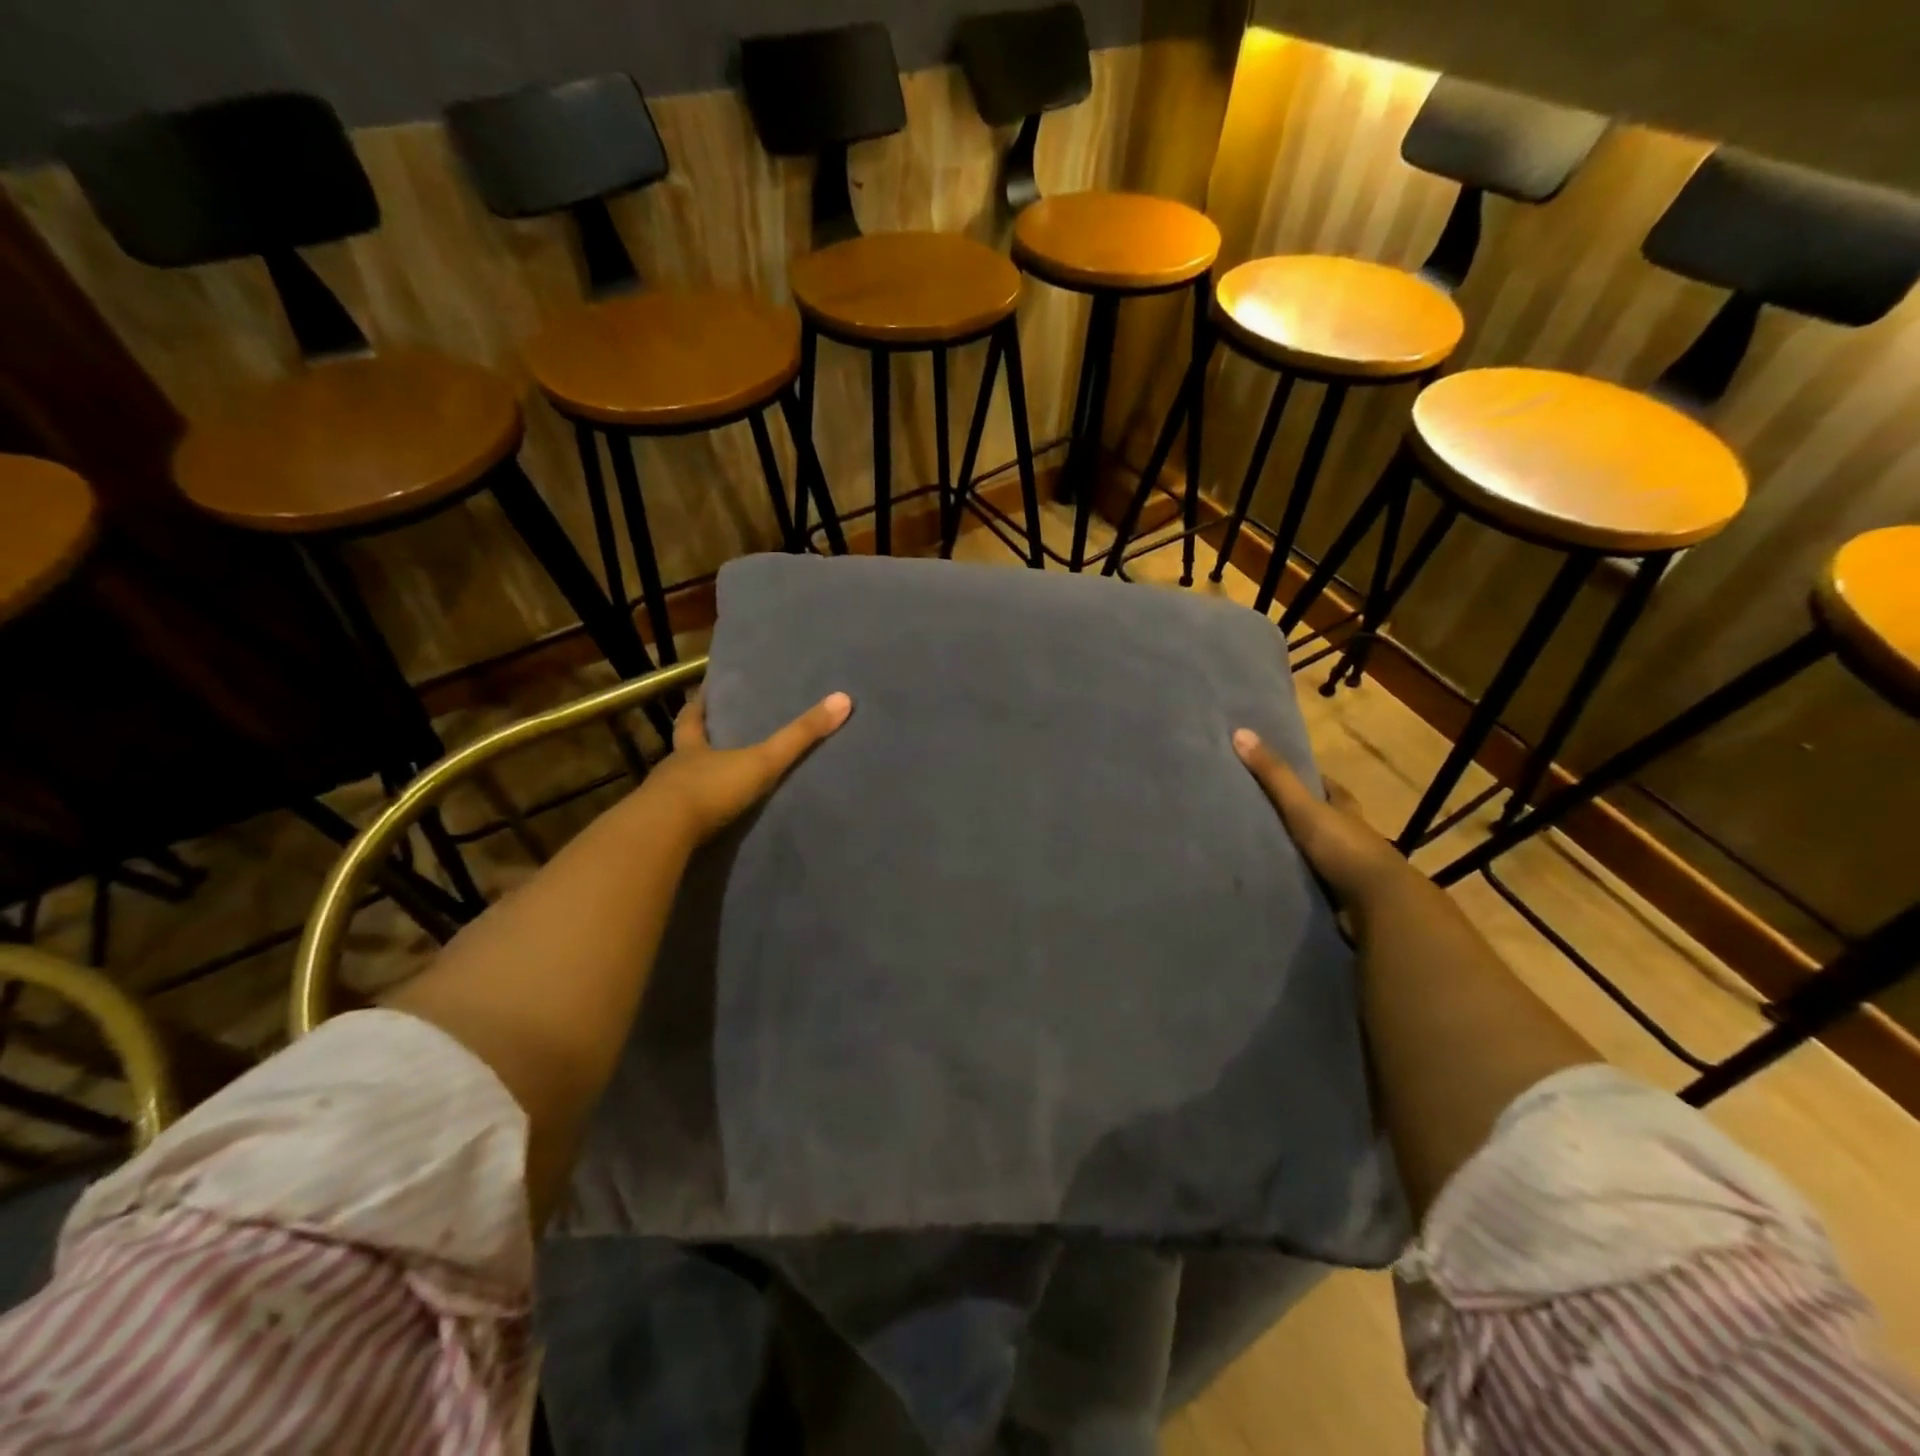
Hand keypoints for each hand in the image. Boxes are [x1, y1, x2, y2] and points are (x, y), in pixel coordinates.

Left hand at [645, 690, 852, 844]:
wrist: (662, 834)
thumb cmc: (711, 789)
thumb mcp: (762, 761)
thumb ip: (799, 737)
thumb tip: (843, 699)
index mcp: (691, 749)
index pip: (691, 720)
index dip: (697, 706)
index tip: (700, 694)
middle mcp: (673, 770)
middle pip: (681, 751)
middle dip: (694, 745)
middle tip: (708, 739)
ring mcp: (661, 803)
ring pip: (674, 786)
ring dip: (690, 784)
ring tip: (708, 786)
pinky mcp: (659, 833)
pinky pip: (674, 821)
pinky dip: (686, 820)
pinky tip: (698, 828)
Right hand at [1231, 728, 1411, 909]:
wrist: (1379, 906)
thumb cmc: (1344, 848)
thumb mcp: (1304, 807)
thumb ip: (1274, 776)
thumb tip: (1240, 732)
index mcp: (1346, 810)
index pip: (1330, 788)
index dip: (1311, 780)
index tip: (1282, 775)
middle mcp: (1351, 836)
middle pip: (1325, 819)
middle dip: (1301, 816)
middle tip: (1261, 811)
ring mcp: (1348, 869)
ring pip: (1319, 852)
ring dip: (1297, 851)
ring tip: (1258, 847)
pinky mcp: (1342, 897)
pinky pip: (1314, 883)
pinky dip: (1297, 880)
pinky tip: (1274, 879)